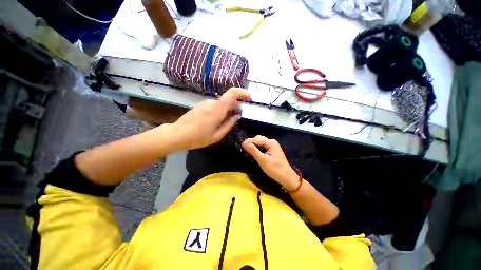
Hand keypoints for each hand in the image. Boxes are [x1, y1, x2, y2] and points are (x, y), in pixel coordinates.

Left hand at [172, 88, 250, 149]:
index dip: (242, 93)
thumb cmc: (198, 137)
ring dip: (227, 109)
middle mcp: (212, 102)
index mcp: (217, 109)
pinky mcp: (201, 105)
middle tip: (236, 118)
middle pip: (228, 99)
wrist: (177, 134)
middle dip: (235, 106)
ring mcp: (205, 103)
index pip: (232, 93)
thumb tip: (237, 116)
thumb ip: (229, 125)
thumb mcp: (217, 135)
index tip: (249, 99)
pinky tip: (216, 121)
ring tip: (225, 122)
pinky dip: (220, 110)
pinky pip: (215, 105)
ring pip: (222, 103)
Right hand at [242, 136, 298, 189]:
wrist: (287, 178)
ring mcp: (273, 146)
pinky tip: (255, 153)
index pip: (256, 139)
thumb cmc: (275, 169)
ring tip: (248, 151)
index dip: (248, 142)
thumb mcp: (263, 160)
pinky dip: (258, 149)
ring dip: (254, 146)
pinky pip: (263, 147)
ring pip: (260, 143)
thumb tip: (243, 143)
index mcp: (270, 142)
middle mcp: (272, 142)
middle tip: (244, 150)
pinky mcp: (273, 151)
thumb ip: (253, 151)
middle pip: (258, 139)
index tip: (240, 147)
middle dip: (251, 143)